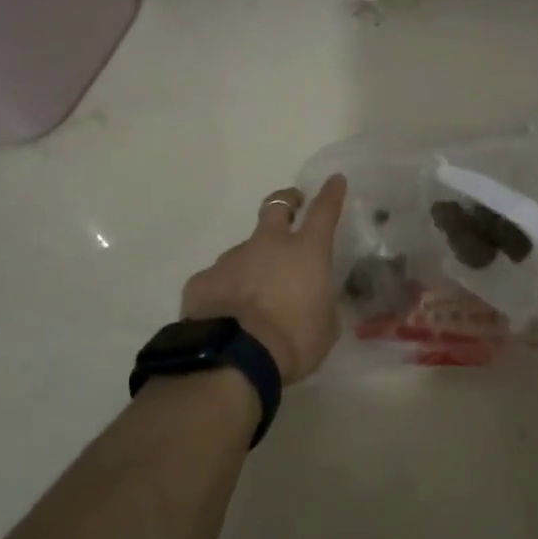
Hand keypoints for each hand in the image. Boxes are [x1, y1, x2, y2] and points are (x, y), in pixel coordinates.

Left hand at [182, 175, 347, 384]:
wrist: (235, 358)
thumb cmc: (294, 341)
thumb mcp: (326, 326)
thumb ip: (321, 304)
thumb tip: (314, 299)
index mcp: (306, 253)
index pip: (324, 212)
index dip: (331, 194)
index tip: (334, 180)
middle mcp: (267, 246)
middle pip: (276, 207)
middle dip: (287, 201)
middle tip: (292, 203)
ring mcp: (231, 259)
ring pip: (245, 251)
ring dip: (253, 264)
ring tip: (254, 297)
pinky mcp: (203, 280)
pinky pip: (218, 280)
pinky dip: (226, 292)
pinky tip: (227, 316)